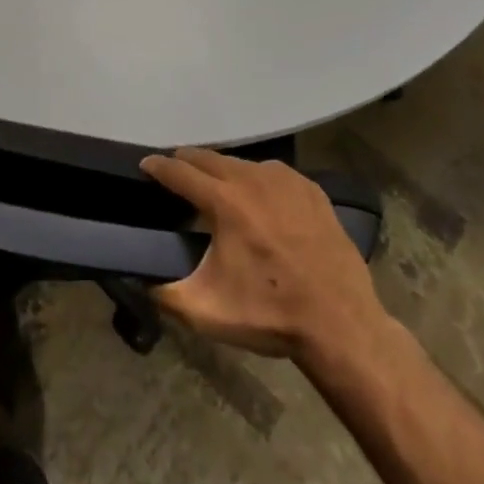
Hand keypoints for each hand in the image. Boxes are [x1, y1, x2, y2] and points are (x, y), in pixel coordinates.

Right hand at [140, 148, 389, 373]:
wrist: (342, 326)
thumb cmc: (271, 315)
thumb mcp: (206, 312)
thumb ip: (164, 292)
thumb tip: (141, 278)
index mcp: (224, 201)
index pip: (179, 171)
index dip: (157, 166)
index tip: (145, 165)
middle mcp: (251, 178)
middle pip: (207, 157)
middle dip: (186, 163)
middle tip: (176, 175)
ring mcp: (284, 180)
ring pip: (240, 163)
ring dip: (221, 171)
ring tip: (215, 188)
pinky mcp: (310, 188)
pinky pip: (271, 173)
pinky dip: (256, 180)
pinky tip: (258, 199)